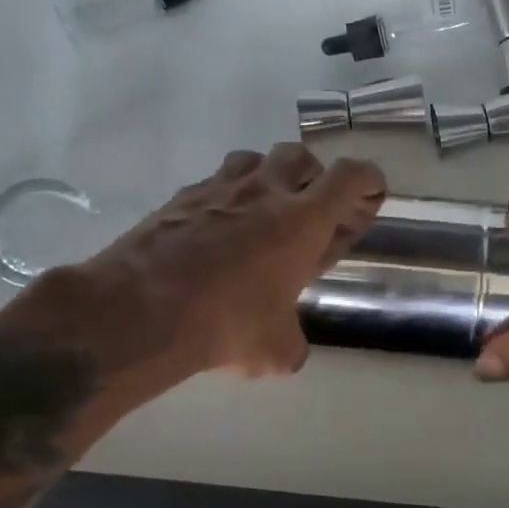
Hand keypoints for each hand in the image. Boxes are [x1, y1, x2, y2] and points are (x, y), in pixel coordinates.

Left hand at [16, 143, 384, 384]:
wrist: (139, 309)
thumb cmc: (226, 324)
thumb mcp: (274, 349)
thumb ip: (291, 344)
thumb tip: (288, 352)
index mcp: (302, 220)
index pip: (351, 177)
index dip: (368, 182)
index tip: (369, 197)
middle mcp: (264, 192)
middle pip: (300, 155)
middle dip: (313, 177)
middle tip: (310, 210)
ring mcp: (218, 189)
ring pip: (253, 160)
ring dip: (266, 179)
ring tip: (261, 214)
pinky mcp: (179, 198)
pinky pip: (212, 184)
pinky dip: (223, 199)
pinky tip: (214, 233)